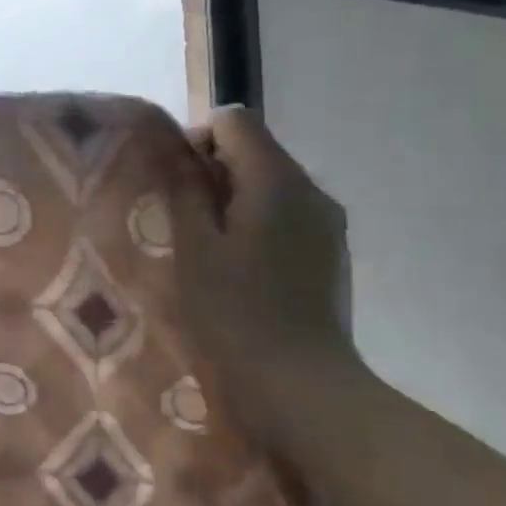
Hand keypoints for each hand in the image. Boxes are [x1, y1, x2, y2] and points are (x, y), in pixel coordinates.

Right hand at [171, 106, 360, 423]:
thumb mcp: (193, 247)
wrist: (302, 385)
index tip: (174, 183)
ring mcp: (328, 223)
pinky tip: (240, 269)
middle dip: (213, 171)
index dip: (197, 138)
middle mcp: (311, 190)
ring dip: (234, 199)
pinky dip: (258, 223)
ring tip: (208, 247)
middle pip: (256, 150)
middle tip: (181, 219)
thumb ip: (184, 189)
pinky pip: (288, 214)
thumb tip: (175, 148)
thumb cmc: (234, 312)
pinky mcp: (331, 253)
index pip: (235, 120)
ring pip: (271, 184)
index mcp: (276, 180)